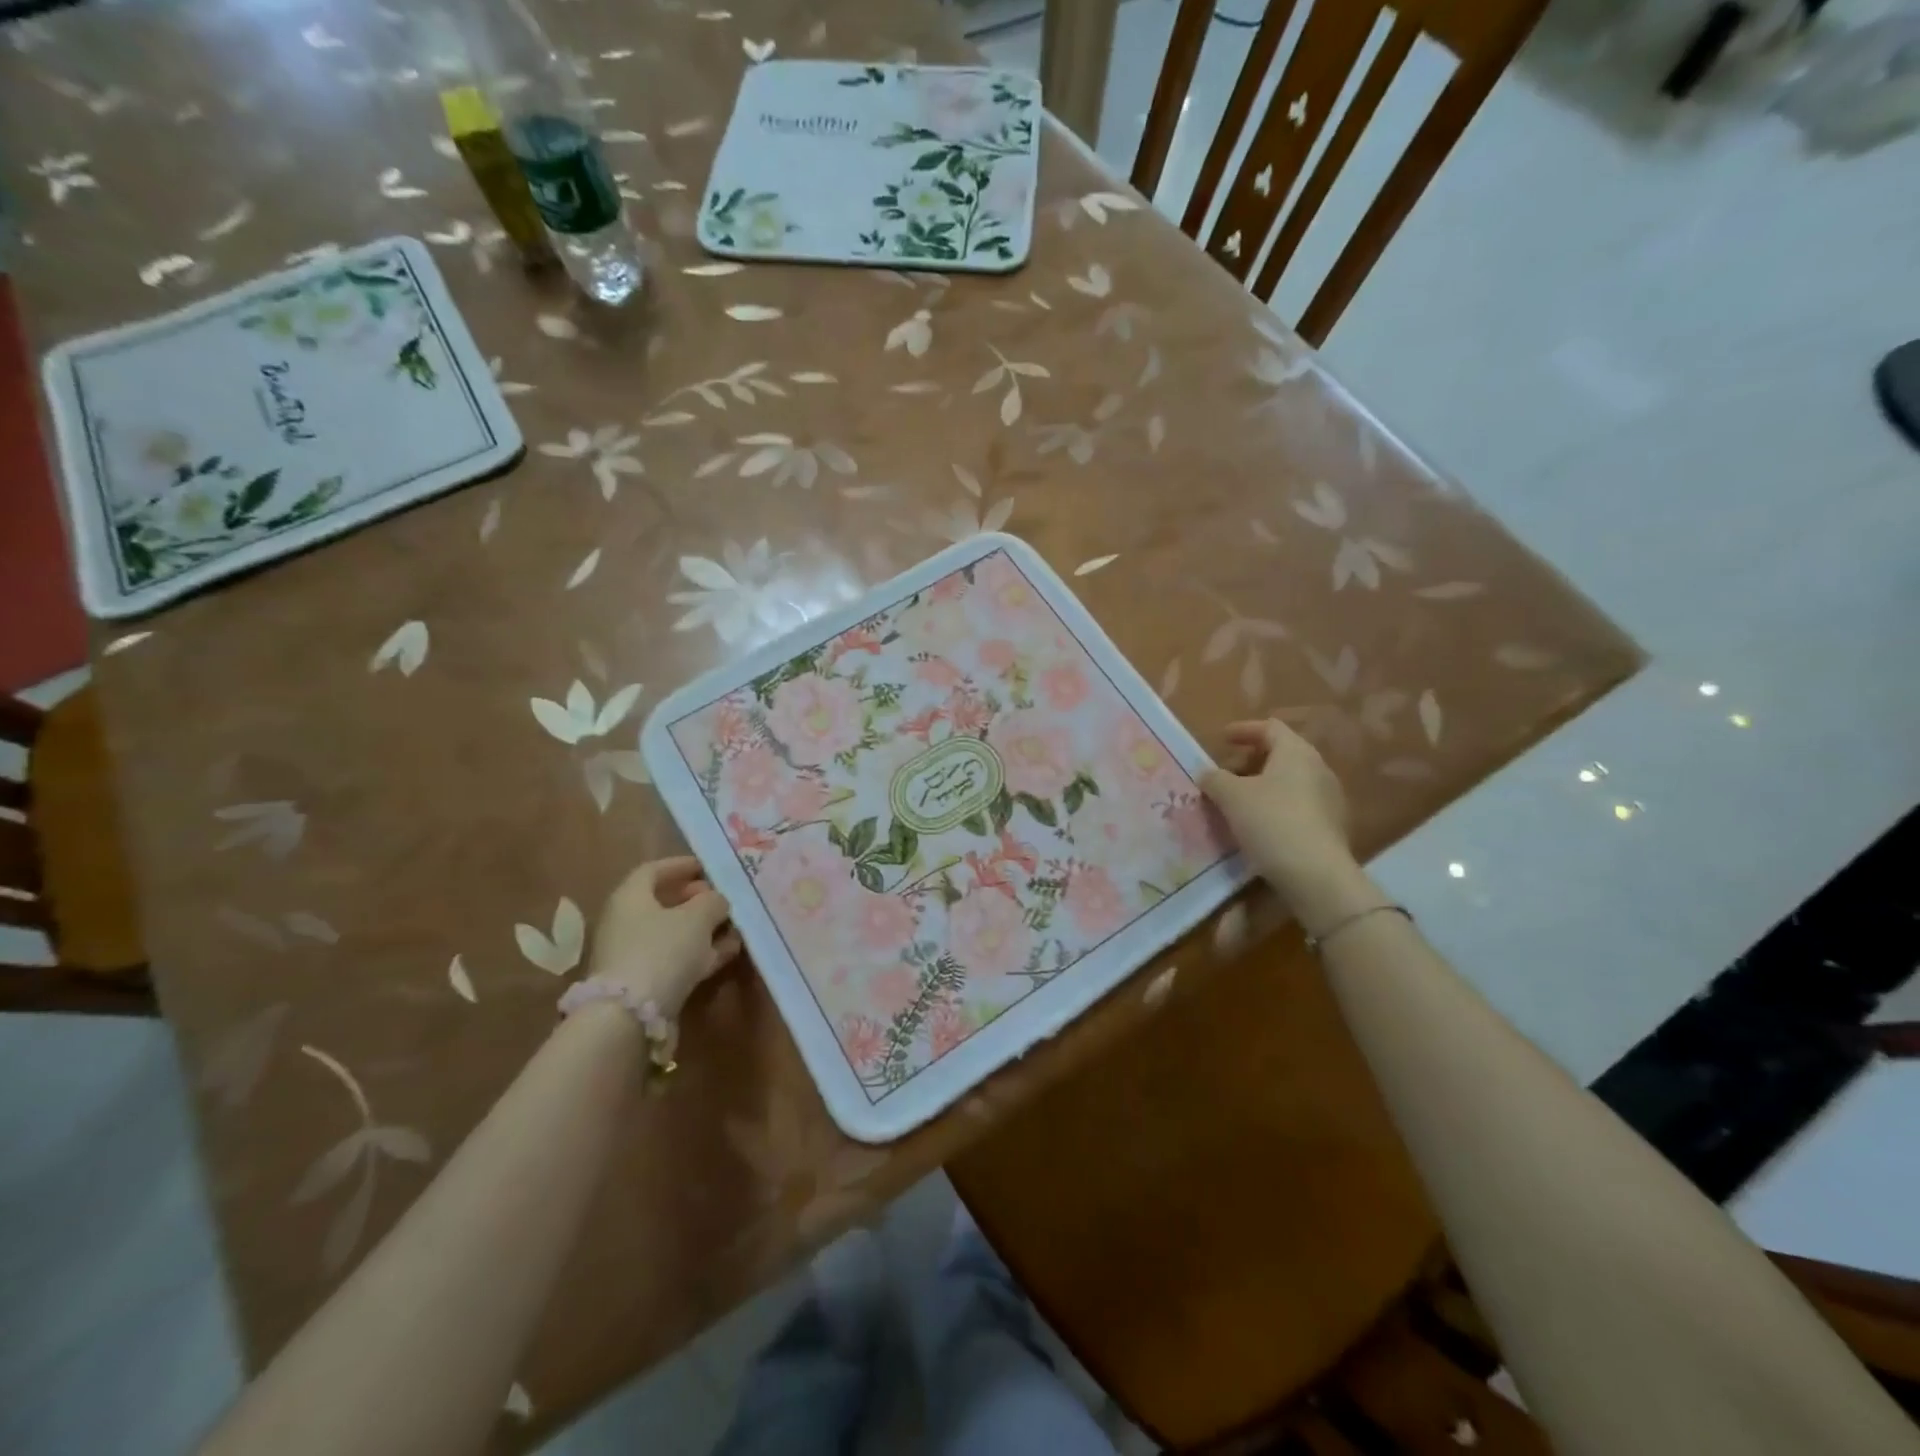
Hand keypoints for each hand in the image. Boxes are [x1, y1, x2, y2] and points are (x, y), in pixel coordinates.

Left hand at [586, 857, 741, 1018]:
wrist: (629, 1016)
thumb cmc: (662, 950)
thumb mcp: (697, 917)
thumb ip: (712, 902)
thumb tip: (717, 900)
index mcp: (631, 896)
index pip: (654, 870)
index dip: (682, 865)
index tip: (708, 868)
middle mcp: (626, 922)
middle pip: (663, 903)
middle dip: (696, 899)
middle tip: (723, 899)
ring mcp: (632, 954)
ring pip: (672, 933)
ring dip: (703, 928)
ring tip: (735, 927)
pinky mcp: (642, 983)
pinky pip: (674, 958)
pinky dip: (699, 952)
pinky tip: (727, 952)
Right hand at [1200, 720, 1359, 917]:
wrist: (1316, 875)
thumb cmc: (1271, 821)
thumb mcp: (1231, 796)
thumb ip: (1215, 778)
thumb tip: (1207, 773)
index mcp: (1296, 753)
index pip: (1270, 728)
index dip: (1243, 730)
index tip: (1221, 738)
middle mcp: (1318, 769)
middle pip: (1281, 755)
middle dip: (1249, 761)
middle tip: (1224, 774)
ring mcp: (1329, 799)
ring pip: (1289, 782)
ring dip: (1261, 786)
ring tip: (1236, 802)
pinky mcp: (1330, 827)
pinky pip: (1296, 806)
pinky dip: (1274, 807)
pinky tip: (1256, 826)